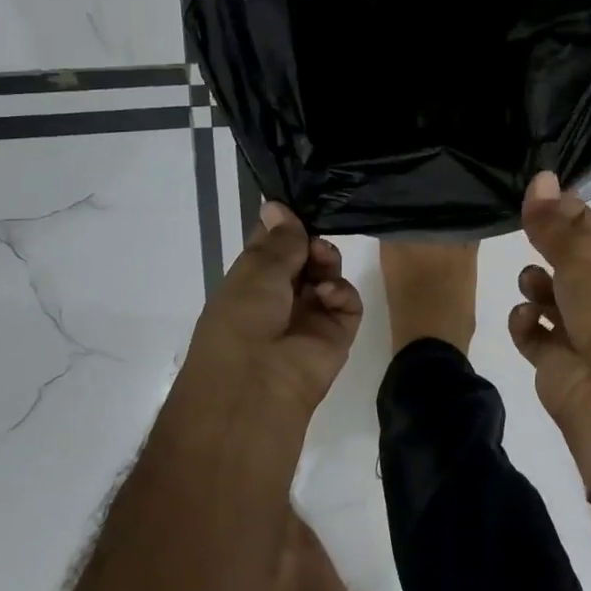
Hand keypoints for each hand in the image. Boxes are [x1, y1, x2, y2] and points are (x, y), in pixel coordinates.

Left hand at [182, 202, 362, 417]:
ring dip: (326, 262)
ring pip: (328, 274)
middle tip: (312, 241)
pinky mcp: (337, 333)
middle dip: (310, 242)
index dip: (284, 224)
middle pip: (304, 256)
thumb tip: (276, 204)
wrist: (257, 386)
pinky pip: (347, 302)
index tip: (297, 204)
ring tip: (321, 264)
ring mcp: (310, 315)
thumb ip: (279, 240)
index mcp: (250, 282)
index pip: (272, 245)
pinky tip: (327, 295)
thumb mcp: (255, 271)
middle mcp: (280, 296)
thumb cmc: (243, 320)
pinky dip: (341, 292)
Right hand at [507, 172, 590, 481]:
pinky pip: (532, 331)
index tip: (533, 197)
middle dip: (546, 249)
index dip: (563, 210)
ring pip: (547, 293)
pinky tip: (527, 321)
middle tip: (524, 236)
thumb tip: (540, 178)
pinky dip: (526, 324)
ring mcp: (580, 328)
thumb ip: (554, 222)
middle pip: (566, 259)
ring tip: (533, 287)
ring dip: (534, 285)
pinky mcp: (555, 359)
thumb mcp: (582, 256)